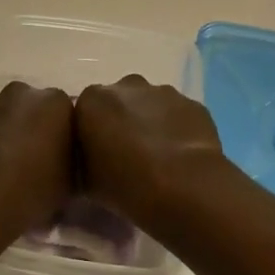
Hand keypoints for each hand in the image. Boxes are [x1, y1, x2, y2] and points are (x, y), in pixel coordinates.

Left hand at [0, 81, 73, 237]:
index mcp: (56, 102)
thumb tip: (66, 163)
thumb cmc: (33, 187)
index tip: (66, 161)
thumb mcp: (70, 183)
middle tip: (42, 163)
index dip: (68, 139)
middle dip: (40, 130)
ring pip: (11, 117)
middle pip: (38, 110)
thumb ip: (72, 163)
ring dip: (14, 135)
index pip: (71, 115)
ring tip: (14, 169)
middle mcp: (24, 93)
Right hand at [74, 76, 226, 228]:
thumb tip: (88, 161)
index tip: (99, 156)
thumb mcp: (84, 182)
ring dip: (151, 124)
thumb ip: (81, 161)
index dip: (92, 133)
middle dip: (122, 122)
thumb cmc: (125, 185)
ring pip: (151, 105)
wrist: (184, 188)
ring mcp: (163, 92)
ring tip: (158, 160)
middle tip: (127, 156)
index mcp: (93, 100)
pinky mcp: (193, 104)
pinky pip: (178, 116)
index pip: (85, 111)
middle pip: (119, 101)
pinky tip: (180, 159)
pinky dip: (177, 131)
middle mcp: (126, 86)